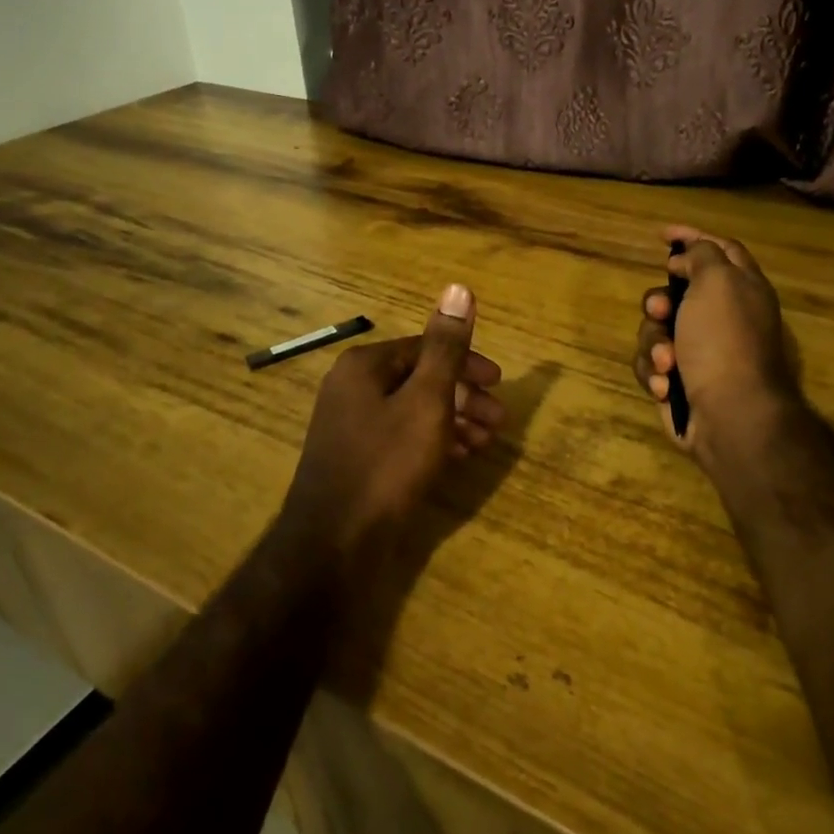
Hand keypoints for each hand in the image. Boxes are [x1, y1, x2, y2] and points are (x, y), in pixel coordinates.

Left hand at [281, 284, 505, 557]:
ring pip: (414, 411)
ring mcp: (351, 426)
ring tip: (487, 443)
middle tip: (500, 420)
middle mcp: (352, 388)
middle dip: (465, 398)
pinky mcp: (356, 459)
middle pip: (420, 379)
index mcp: (365, 366)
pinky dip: (433, 442)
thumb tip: (459, 288)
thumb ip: (446, 347)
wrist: (333, 545)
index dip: (467, 363)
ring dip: (455, 421)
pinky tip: (459, 459)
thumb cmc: (387, 464)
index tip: (499, 384)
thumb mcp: (427, 401)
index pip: (425, 348)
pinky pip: (402, 437)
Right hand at [633, 226, 800, 465]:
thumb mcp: (717, 281)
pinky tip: (667, 386)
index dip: (691, 237)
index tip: (662, 235)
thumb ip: (701, 255)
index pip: (718, 249)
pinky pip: (650, 363)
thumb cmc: (724, 341)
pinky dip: (654, 372)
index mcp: (740, 288)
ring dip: (654, 343)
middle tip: (661, 310)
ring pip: (654, 328)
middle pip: (675, 291)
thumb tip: (683, 261)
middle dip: (658, 301)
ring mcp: (698, 350)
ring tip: (668, 362)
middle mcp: (720, 316)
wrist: (729, 415)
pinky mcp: (678, 380)